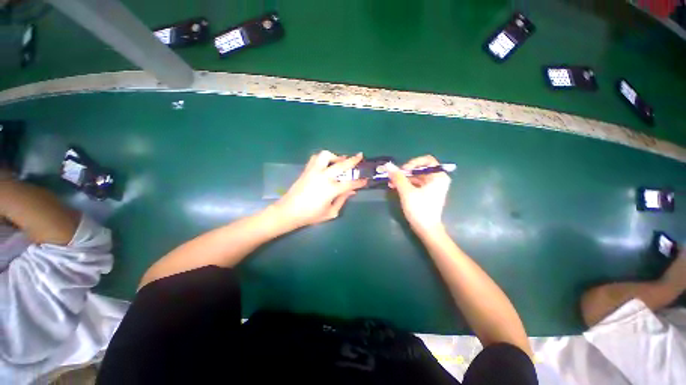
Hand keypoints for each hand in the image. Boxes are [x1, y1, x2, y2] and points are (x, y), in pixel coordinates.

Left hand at [273, 151, 366, 227]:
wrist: (289, 211)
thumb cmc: (310, 215)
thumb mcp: (330, 212)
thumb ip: (342, 200)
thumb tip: (352, 191)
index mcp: (331, 189)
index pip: (350, 183)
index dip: (360, 182)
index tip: (366, 180)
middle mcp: (324, 177)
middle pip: (342, 164)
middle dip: (353, 160)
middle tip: (360, 156)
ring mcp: (314, 171)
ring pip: (326, 155)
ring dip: (335, 156)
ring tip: (340, 160)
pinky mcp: (306, 170)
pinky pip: (315, 158)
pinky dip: (323, 158)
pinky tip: (326, 163)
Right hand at [386, 155, 450, 233]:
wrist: (426, 229)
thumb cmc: (419, 209)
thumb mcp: (407, 191)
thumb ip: (398, 177)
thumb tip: (388, 165)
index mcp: (438, 176)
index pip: (426, 160)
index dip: (413, 163)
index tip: (403, 170)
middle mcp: (437, 179)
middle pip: (420, 169)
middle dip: (405, 172)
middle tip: (393, 177)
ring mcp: (432, 187)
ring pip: (416, 177)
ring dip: (403, 179)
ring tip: (391, 183)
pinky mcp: (426, 193)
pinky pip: (416, 184)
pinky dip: (406, 185)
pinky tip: (395, 187)